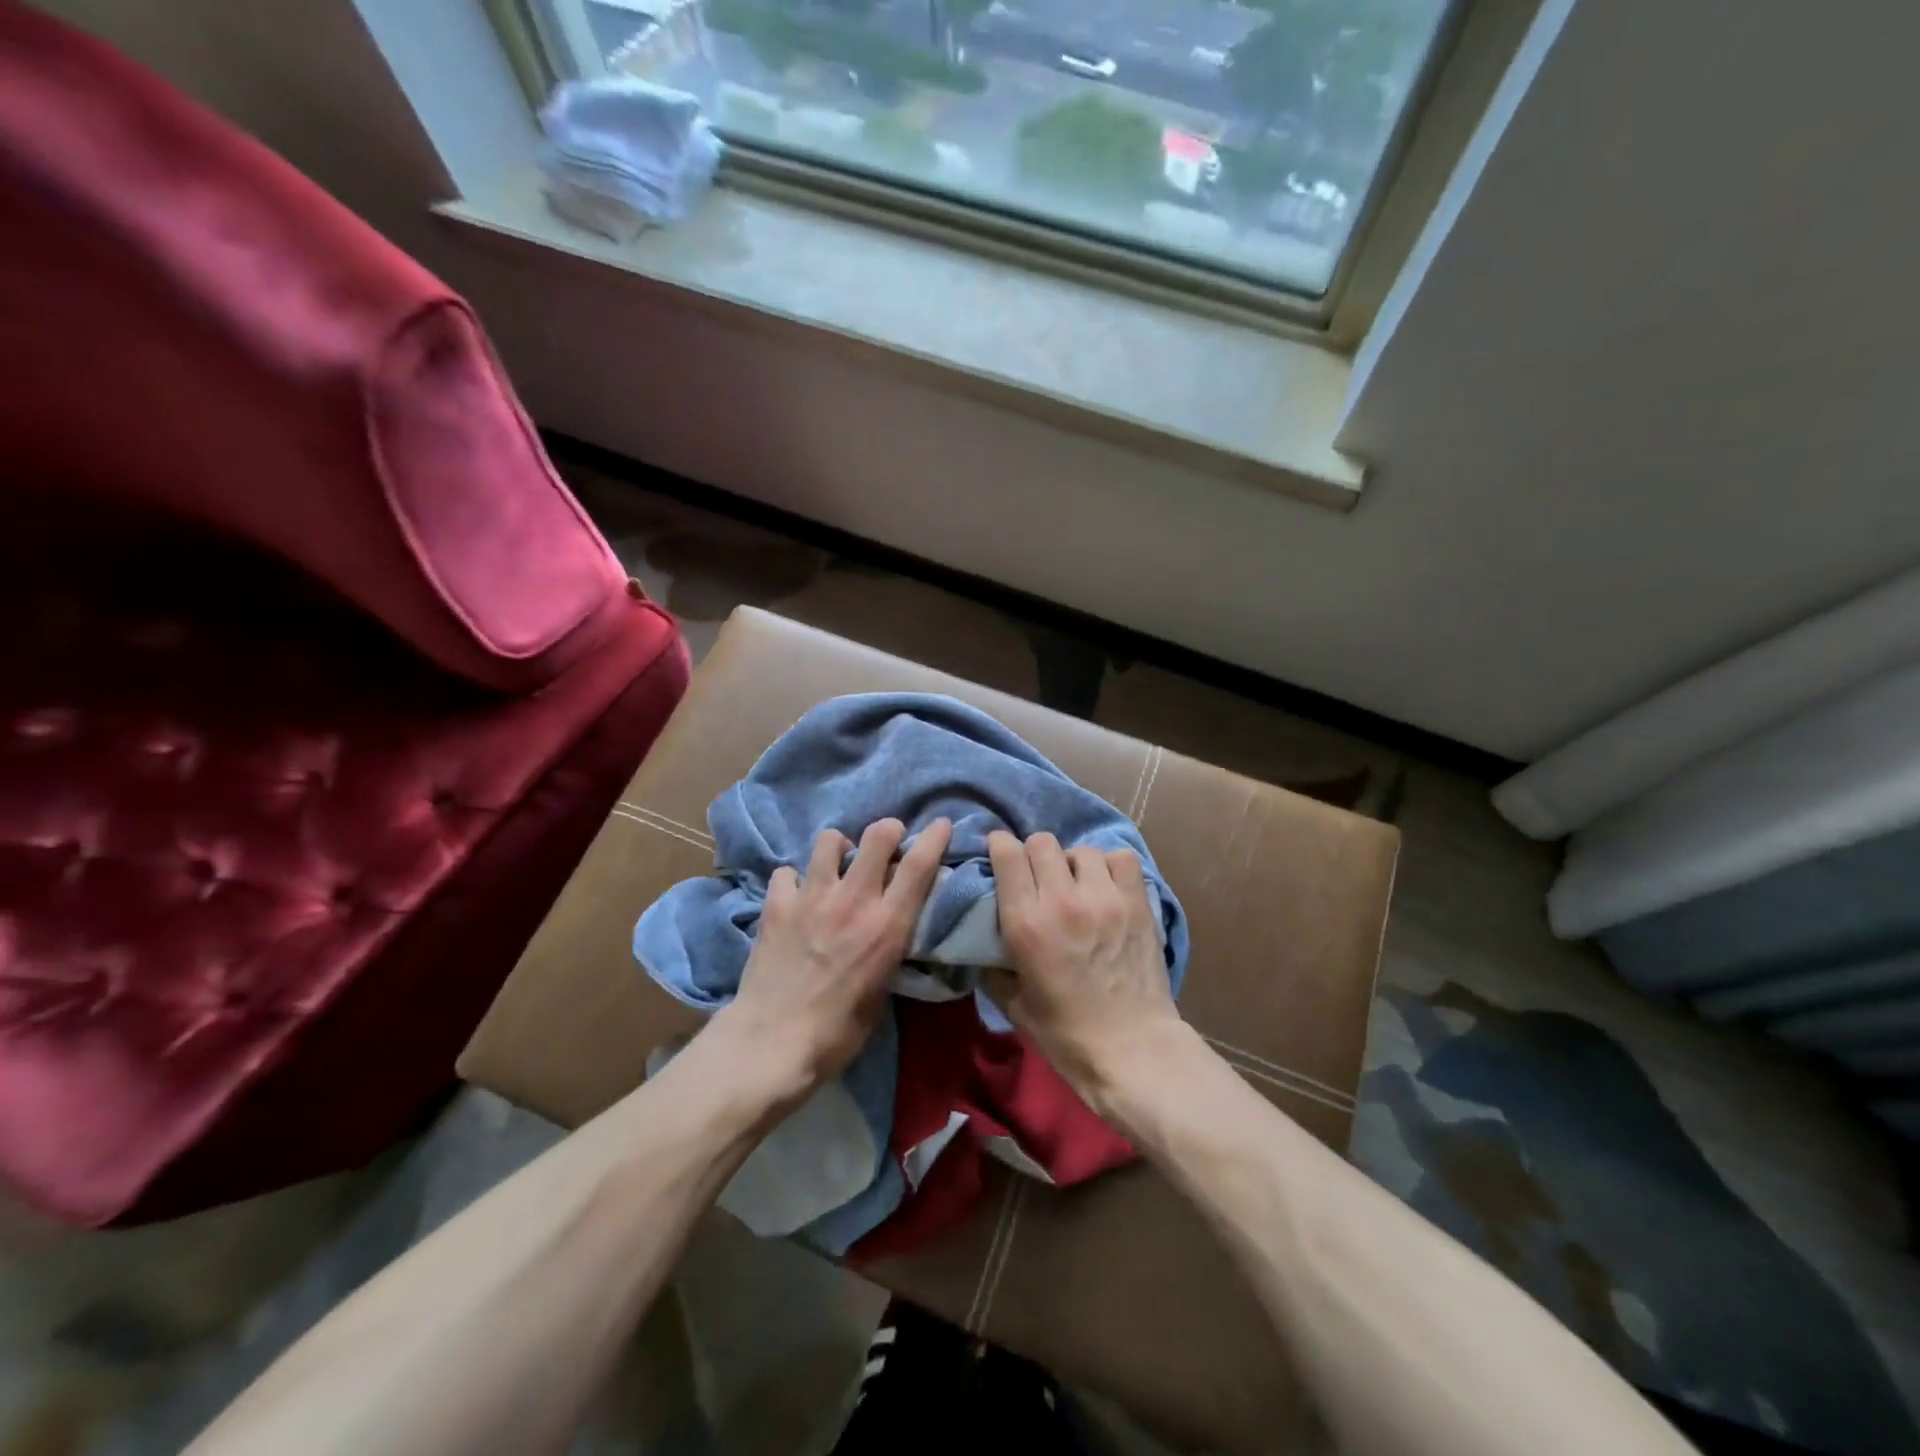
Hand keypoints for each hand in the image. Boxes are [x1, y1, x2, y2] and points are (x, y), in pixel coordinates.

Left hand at [714, 817, 951, 1109]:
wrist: (772, 1043)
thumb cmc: (838, 1032)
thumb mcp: (882, 990)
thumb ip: (889, 948)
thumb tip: (892, 926)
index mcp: (887, 925)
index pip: (919, 865)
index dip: (934, 837)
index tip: (941, 825)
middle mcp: (853, 900)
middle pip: (878, 836)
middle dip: (888, 830)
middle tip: (887, 844)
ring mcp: (812, 897)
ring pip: (830, 840)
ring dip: (840, 848)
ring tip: (837, 867)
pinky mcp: (777, 905)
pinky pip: (787, 872)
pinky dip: (794, 880)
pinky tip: (796, 896)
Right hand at [985, 831, 1183, 1117]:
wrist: (1132, 1050)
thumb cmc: (1066, 1035)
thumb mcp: (1013, 1004)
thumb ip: (994, 965)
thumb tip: (982, 941)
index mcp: (1026, 923)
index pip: (1008, 855)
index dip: (1000, 846)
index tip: (999, 853)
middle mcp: (1062, 900)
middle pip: (1042, 843)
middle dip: (1034, 854)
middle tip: (1037, 876)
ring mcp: (1104, 898)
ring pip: (1081, 850)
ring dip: (1072, 863)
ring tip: (1075, 884)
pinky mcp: (1136, 903)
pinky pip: (1121, 859)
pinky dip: (1110, 866)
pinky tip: (1106, 887)